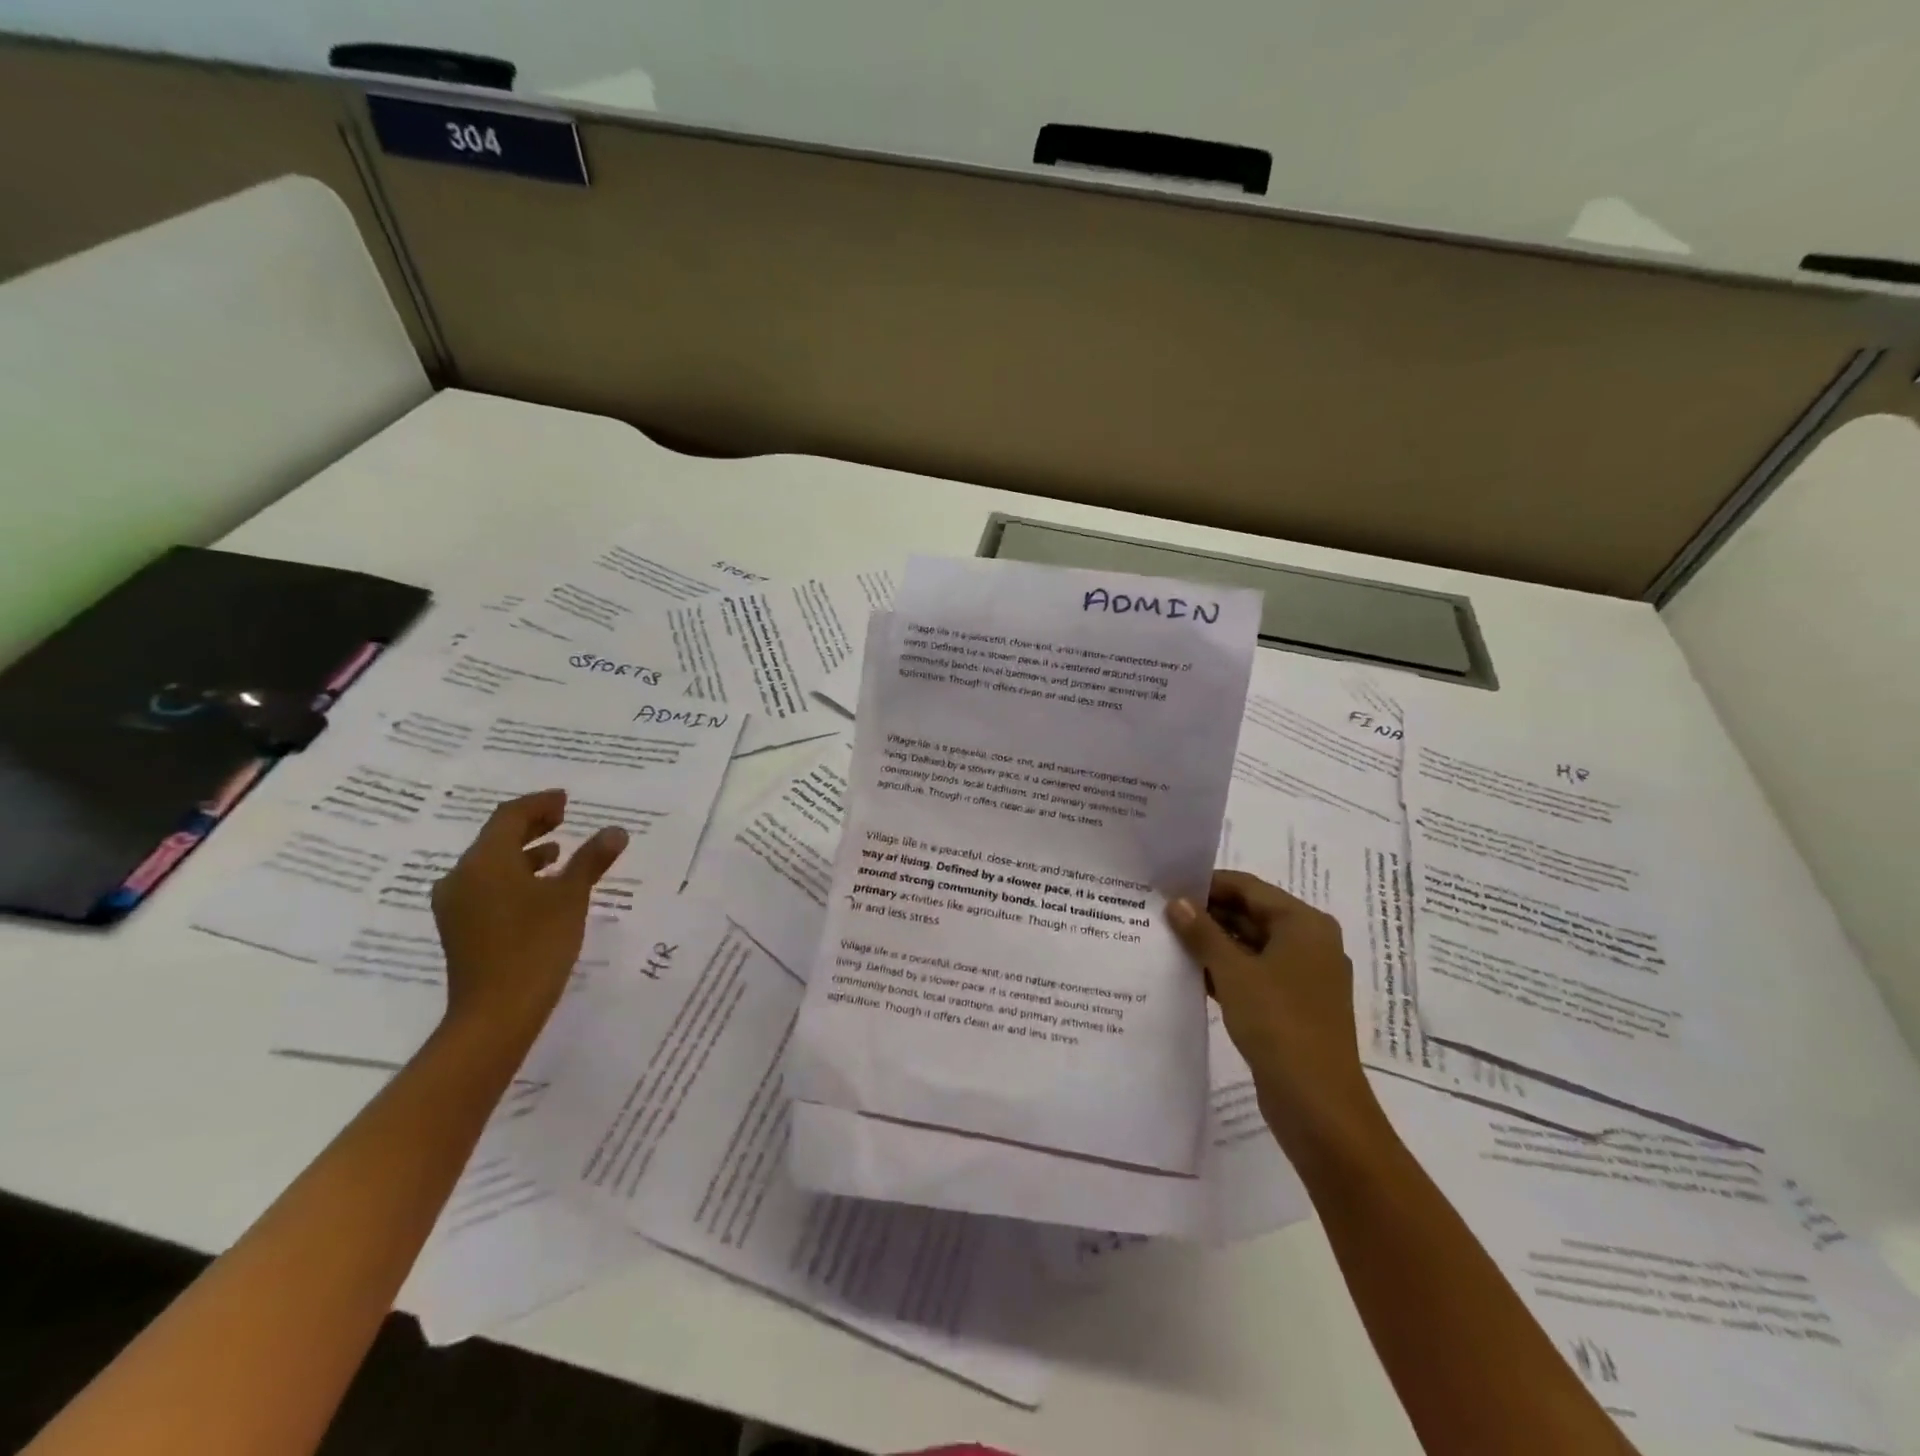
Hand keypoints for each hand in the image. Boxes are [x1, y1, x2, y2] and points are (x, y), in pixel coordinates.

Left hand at [430, 790, 627, 1045]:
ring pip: (490, 864)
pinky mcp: (460, 928)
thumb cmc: (536, 945)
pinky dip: (514, 877)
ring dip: (524, 853)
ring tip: (557, 853)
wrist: (495, 1014)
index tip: (567, 801)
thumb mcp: (571, 897)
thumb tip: (616, 831)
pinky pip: (487, 886)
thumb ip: (591, 860)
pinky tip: (540, 890)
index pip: (510, 816)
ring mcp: (456, 905)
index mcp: (485, 861)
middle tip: (563, 818)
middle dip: (531, 826)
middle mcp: (462, 877)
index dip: (540, 804)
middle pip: (496, 838)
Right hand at [1168, 870, 1378, 1155]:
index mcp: (1304, 924)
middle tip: (1159, 912)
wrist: (1318, 1105)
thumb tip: (1176, 902)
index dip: (1207, 884)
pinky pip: (1253, 974)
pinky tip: (1188, 973)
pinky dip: (1224, 971)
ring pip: (1250, 946)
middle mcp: (1309, 944)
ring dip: (1212, 944)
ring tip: (1166, 939)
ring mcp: (1302, 978)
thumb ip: (1202, 932)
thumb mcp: (1233, 972)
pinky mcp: (1292, 1007)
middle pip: (1250, 914)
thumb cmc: (1278, 1024)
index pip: (1248, 888)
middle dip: (1207, 914)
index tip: (1166, 885)